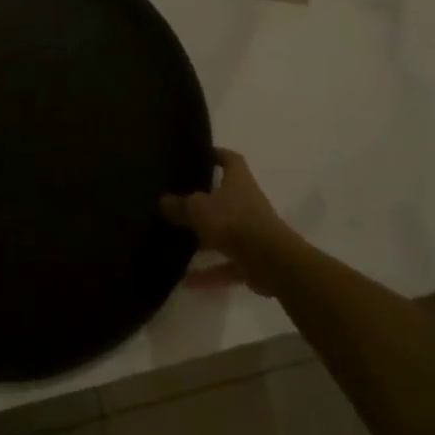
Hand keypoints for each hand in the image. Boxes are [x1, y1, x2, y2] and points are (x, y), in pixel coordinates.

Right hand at [160, 147, 298, 293]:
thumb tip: (163, 201)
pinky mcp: (252, 260)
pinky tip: (186, 281)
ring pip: (225, 233)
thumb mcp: (198, 208)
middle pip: (226, 198)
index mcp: (239, 183)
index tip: (202, 154)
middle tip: (179, 200)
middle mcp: (247, 204)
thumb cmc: (233, 222)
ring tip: (178, 242)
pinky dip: (209, 273)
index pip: (231, 160)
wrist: (271, 261)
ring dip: (205, 240)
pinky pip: (226, 264)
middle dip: (206, 200)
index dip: (218, 154)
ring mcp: (251, 233)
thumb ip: (179, 205)